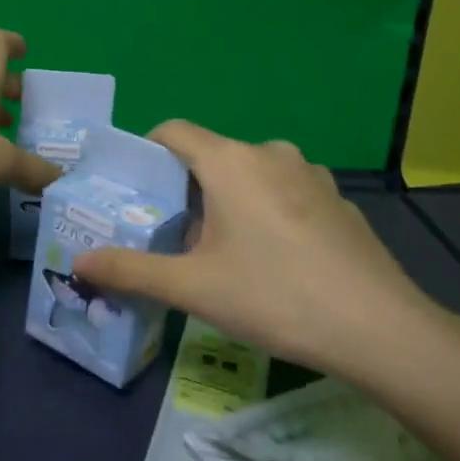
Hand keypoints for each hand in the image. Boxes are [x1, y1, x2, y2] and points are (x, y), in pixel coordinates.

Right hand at [72, 121, 454, 380]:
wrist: (380, 329)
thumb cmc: (274, 296)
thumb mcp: (192, 287)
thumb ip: (130, 270)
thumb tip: (79, 262)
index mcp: (230, 161)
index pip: (173, 131)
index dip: (146, 154)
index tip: (134, 191)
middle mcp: (270, 152)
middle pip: (210, 155)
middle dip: (185, 188)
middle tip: (170, 233)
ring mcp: (311, 174)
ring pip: (249, 174)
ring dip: (226, 200)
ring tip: (219, 250)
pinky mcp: (338, 200)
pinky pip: (284, 192)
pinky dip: (265, 211)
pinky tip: (273, 260)